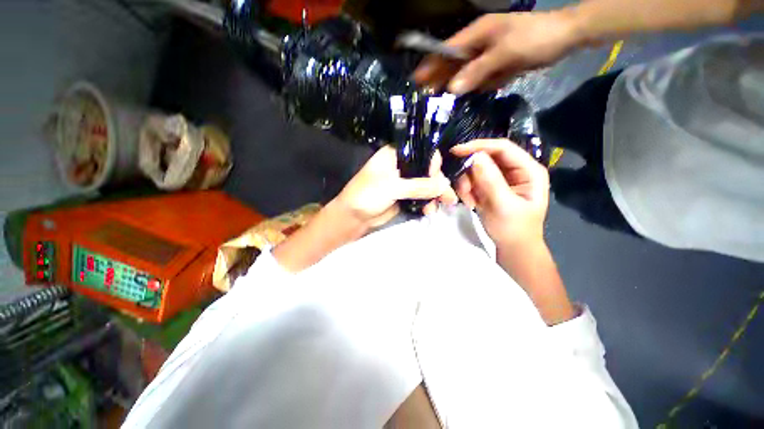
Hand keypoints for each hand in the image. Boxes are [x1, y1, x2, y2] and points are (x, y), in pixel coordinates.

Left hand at [334, 146, 457, 229]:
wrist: (353, 218)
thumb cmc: (367, 195)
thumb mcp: (392, 187)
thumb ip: (418, 186)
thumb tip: (445, 185)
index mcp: (395, 154)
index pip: (421, 151)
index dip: (433, 163)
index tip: (438, 177)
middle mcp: (401, 165)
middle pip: (426, 169)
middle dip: (438, 182)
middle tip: (449, 197)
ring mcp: (403, 182)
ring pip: (426, 184)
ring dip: (435, 194)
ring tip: (444, 205)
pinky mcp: (404, 196)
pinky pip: (421, 196)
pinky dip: (427, 202)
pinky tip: (430, 210)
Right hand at [414, 11, 582, 93]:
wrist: (564, 38)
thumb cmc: (535, 38)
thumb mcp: (506, 52)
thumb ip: (478, 70)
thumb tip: (452, 89)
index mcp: (477, 34)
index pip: (447, 50)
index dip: (431, 64)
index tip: (416, 80)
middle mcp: (478, 45)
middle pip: (452, 63)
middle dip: (438, 77)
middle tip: (423, 94)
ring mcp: (486, 57)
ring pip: (464, 73)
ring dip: (451, 86)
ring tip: (435, 101)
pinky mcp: (495, 67)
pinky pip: (478, 80)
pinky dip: (471, 89)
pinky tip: (461, 98)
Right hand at [451, 139, 548, 250]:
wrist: (511, 247)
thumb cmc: (514, 229)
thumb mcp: (503, 206)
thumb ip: (491, 181)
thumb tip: (475, 157)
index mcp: (528, 170)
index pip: (503, 148)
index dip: (480, 146)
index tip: (456, 151)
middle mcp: (514, 170)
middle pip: (485, 157)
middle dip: (470, 173)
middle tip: (464, 190)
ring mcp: (499, 178)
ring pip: (474, 169)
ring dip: (467, 184)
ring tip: (469, 202)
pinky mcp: (488, 186)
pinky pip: (470, 180)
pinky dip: (466, 190)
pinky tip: (470, 203)